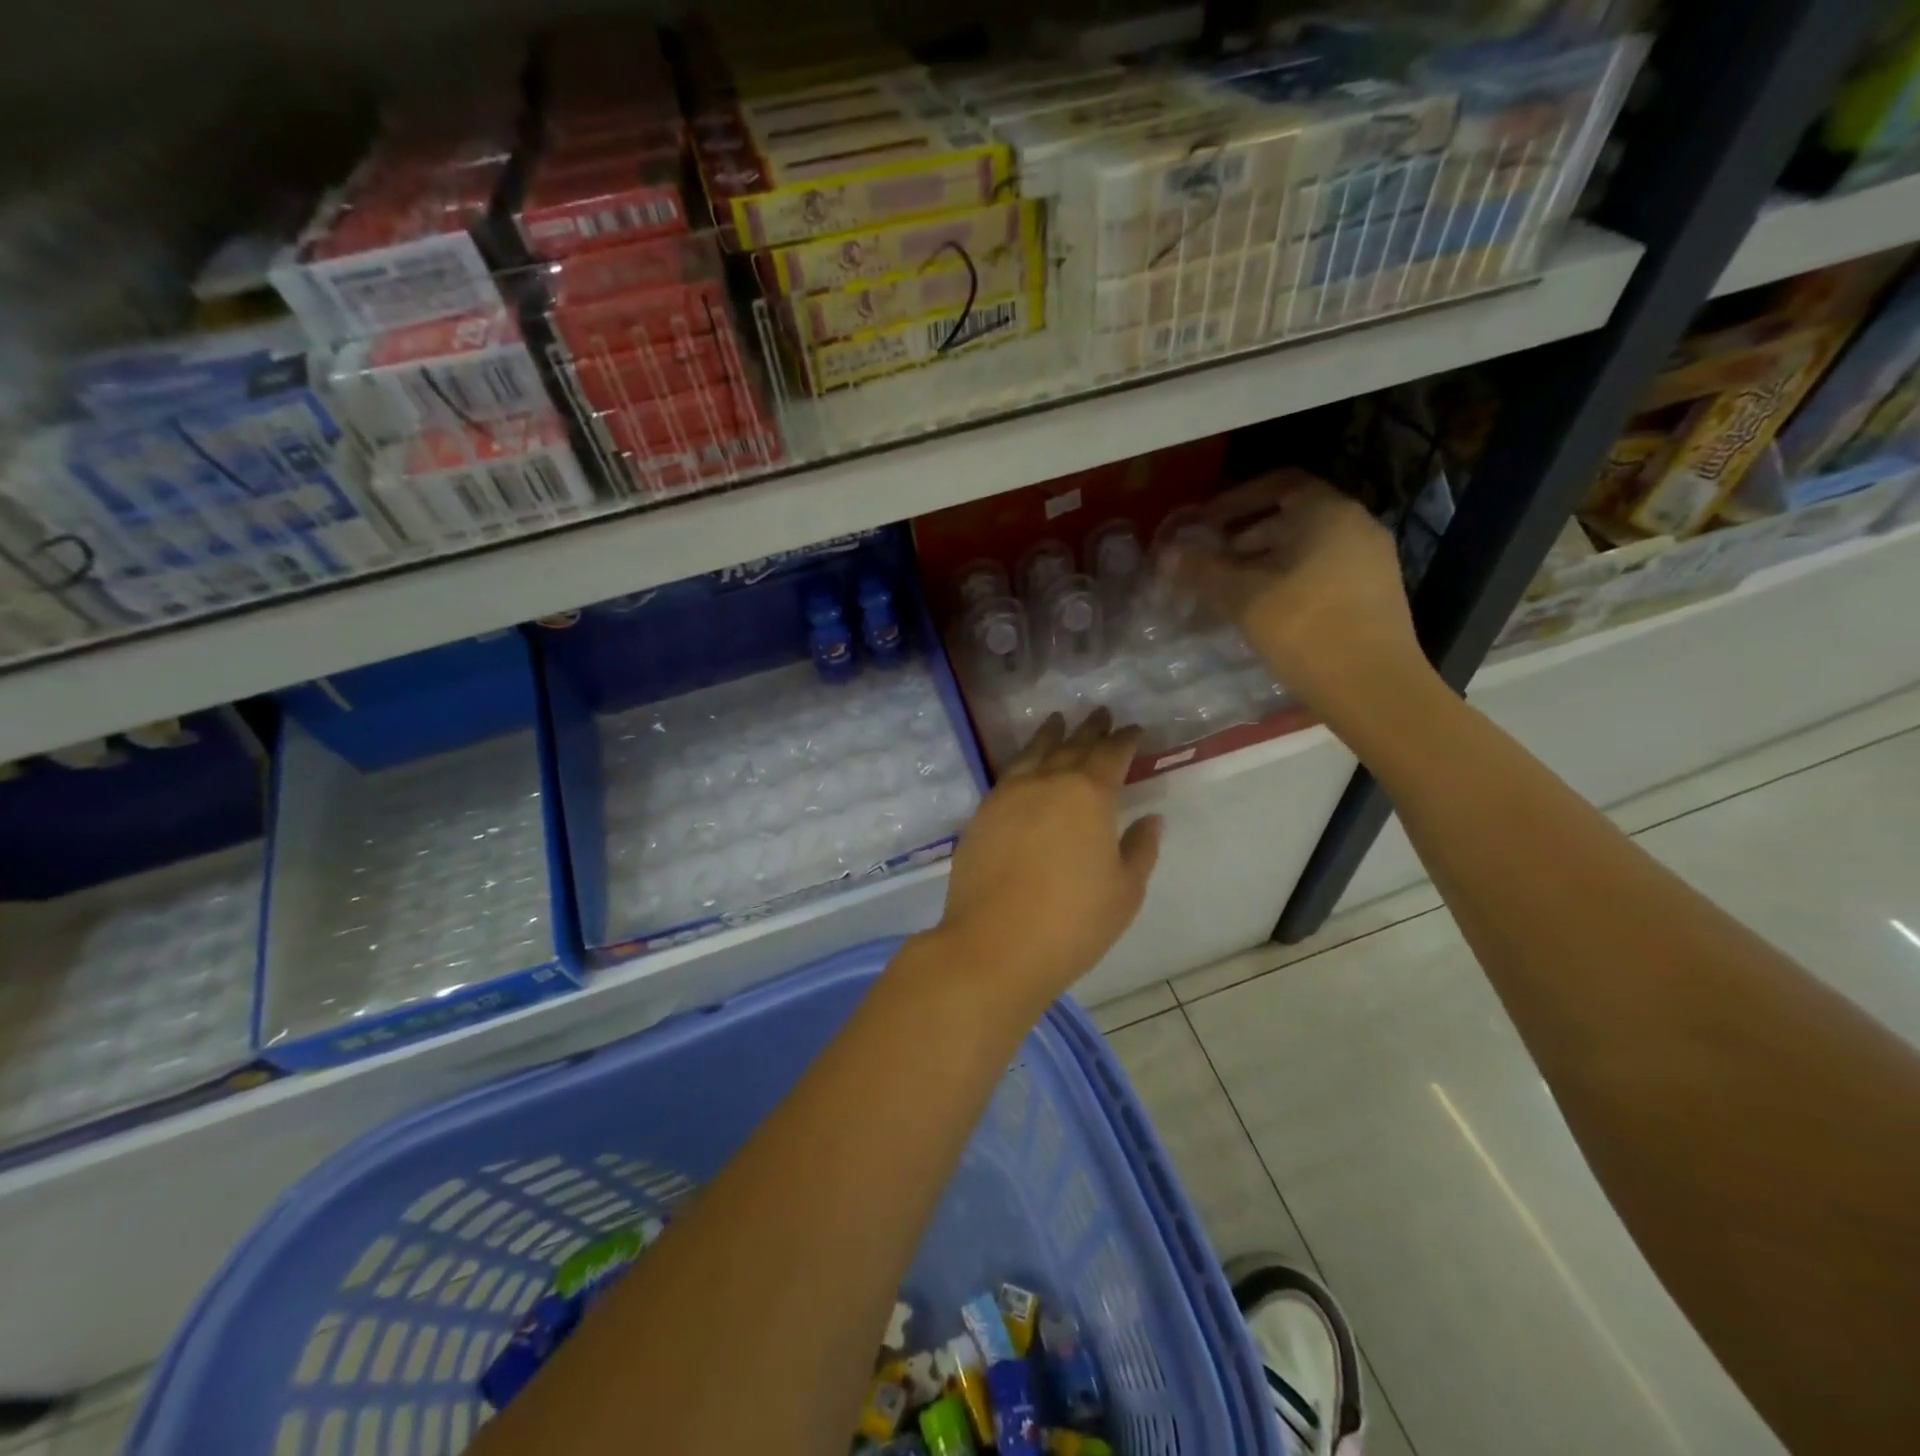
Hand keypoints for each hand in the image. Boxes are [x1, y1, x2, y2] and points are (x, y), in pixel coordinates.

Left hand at [932, 709, 1161, 1015]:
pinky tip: (1024, 764)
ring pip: (1033, 753)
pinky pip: (1008, 774)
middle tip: (1100, 713)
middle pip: (1072, 746)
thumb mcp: (1124, 891)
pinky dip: (1022, 760)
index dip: (1125, 740)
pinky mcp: (982, 814)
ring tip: (1058, 720)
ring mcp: (1008, 795)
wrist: (995, 944)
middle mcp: (1047, 783)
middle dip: (1090, 729)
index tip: (1134, 729)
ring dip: (1050, 734)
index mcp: (1089, 795)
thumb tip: (1150, 819)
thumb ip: (1139, 849)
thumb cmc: (1073, 922)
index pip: (1111, 755)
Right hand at [1166, 470, 1431, 726]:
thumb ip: (1203, 570)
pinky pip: (1321, 574)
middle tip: (1209, 562)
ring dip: (1263, 563)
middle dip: (1244, 537)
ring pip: (1305, 550)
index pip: (1280, 484)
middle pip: (1292, 518)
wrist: (1373, 687)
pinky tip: (1262, 614)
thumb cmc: (1305, 628)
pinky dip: (1286, 582)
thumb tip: (1167, 553)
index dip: (1236, 500)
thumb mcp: (1244, 597)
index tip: (1204, 524)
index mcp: (1329, 513)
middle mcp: (1356, 527)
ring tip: (1228, 592)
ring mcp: (1370, 563)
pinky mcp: (1372, 597)